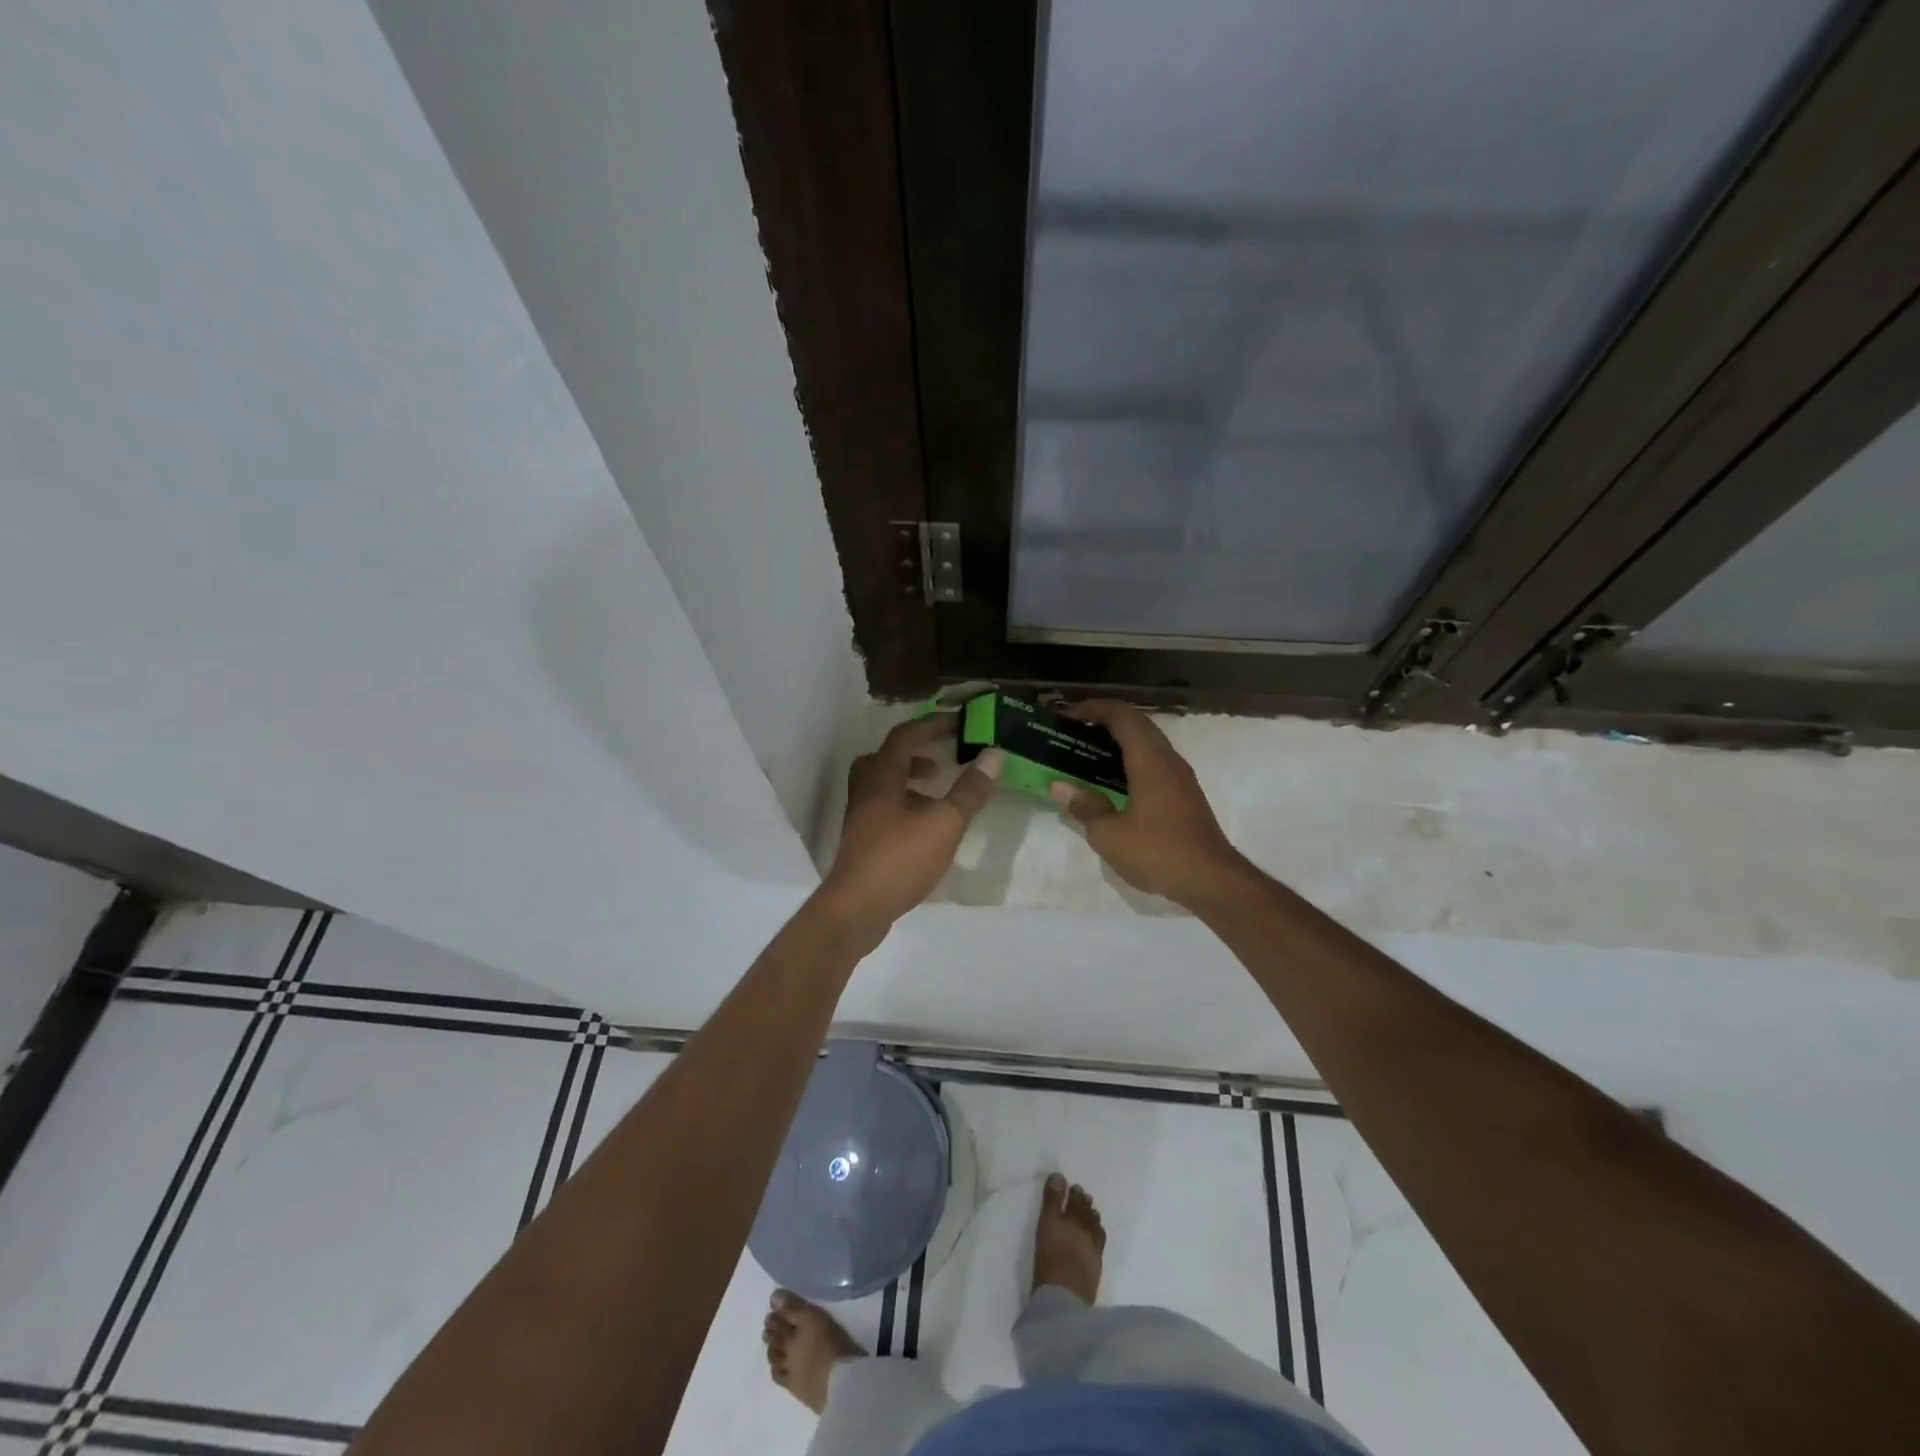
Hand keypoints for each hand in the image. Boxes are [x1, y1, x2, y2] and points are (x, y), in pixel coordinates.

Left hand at [814, 716, 999, 949]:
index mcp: (882, 775)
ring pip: (883, 783)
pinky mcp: (861, 838)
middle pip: (887, 756)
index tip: (961, 722)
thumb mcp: (945, 822)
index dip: (933, 724)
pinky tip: (924, 825)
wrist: (857, 908)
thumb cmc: (901, 858)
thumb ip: (970, 789)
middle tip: (942, 756)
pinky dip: (904, 803)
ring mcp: (860, 815)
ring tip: (937, 789)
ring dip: (910, 778)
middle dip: (916, 751)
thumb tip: (993, 754)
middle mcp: (865, 788)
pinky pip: (883, 806)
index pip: (906, 735)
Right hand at [1047, 701, 1246, 909]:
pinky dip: (1130, 760)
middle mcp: (1168, 760)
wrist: (1212, 881)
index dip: (1093, 708)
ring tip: (1087, 752)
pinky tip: (1112, 781)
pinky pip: (1154, 762)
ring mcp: (1180, 777)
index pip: (1122, 717)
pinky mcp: (1185, 795)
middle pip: (1137, 724)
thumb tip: (1059, 787)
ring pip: (1148, 743)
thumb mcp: (1109, 835)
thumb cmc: (1158, 852)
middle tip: (1074, 730)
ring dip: (1119, 740)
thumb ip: (1084, 807)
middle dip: (1104, 721)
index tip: (1067, 714)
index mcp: (1150, 761)